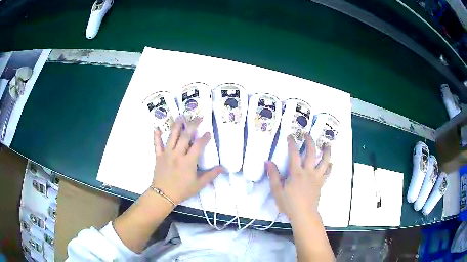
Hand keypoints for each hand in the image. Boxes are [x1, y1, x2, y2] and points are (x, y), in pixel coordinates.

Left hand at [152, 116, 222, 204]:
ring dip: (177, 125)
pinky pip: (157, 144)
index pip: (198, 145)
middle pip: (186, 136)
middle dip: (193, 125)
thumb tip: (222, 168)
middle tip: (198, 117)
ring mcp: (167, 154)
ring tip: (181, 116)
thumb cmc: (182, 190)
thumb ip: (210, 175)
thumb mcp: (198, 185)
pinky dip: (156, 136)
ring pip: (172, 136)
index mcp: (188, 161)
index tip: (208, 133)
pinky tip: (156, 128)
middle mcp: (178, 154)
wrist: (163, 195)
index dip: (205, 138)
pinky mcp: (158, 156)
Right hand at [266, 135, 331, 220]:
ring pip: (324, 161)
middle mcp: (308, 171)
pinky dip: (329, 166)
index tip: (291, 136)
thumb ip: (273, 175)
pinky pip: (327, 172)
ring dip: (326, 151)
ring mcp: (317, 177)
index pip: (294, 153)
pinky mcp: (321, 183)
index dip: (292, 143)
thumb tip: (268, 162)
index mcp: (296, 172)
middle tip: (308, 134)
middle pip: (311, 153)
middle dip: (310, 141)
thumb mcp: (277, 190)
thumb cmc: (289, 203)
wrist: (303, 214)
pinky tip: (330, 163)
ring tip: (327, 144)